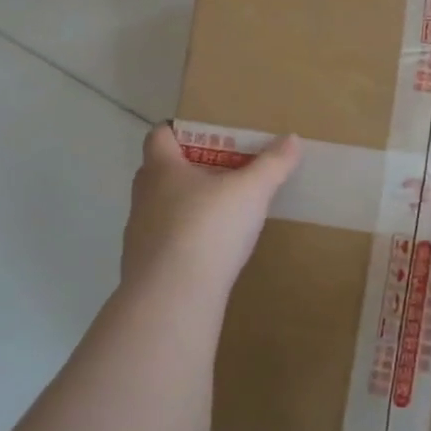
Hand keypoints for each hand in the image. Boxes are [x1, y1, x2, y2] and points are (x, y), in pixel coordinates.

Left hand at [122, 124, 300, 294]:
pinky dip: (182, 242)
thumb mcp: (251, 191)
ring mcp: (138, 235)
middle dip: (186, 169)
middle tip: (220, 172)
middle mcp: (143, 197)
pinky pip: (163, 244)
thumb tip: (292, 138)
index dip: (178, 131)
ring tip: (218, 214)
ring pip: (159, 210)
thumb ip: (272, 164)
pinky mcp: (142, 269)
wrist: (172, 299)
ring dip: (183, 207)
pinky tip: (208, 253)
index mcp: (162, 169)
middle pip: (158, 172)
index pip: (158, 136)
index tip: (204, 137)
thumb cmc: (208, 228)